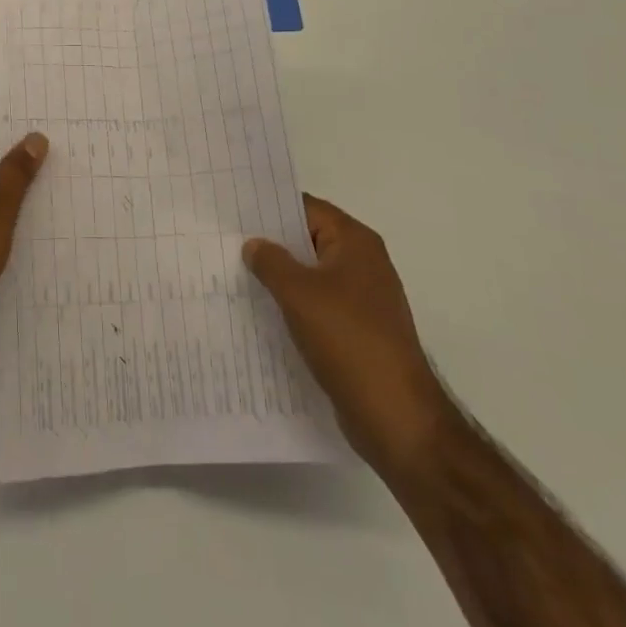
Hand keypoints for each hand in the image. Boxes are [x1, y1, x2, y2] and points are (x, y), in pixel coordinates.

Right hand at [244, 195, 450, 475]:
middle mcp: (364, 263)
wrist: (397, 418)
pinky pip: (320, 306)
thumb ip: (271, 262)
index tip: (235, 212)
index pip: (307, 208)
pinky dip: (295, 306)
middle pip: (310, 240)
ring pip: (312, 275)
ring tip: (237, 277)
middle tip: (228, 242)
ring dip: (281, 278)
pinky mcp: (360, 332)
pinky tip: (264, 315)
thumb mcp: (299, 294)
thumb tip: (255, 244)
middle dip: (272, 244)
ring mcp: (364, 299)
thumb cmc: (348, 341)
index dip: (271, 209)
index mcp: (355, 242)